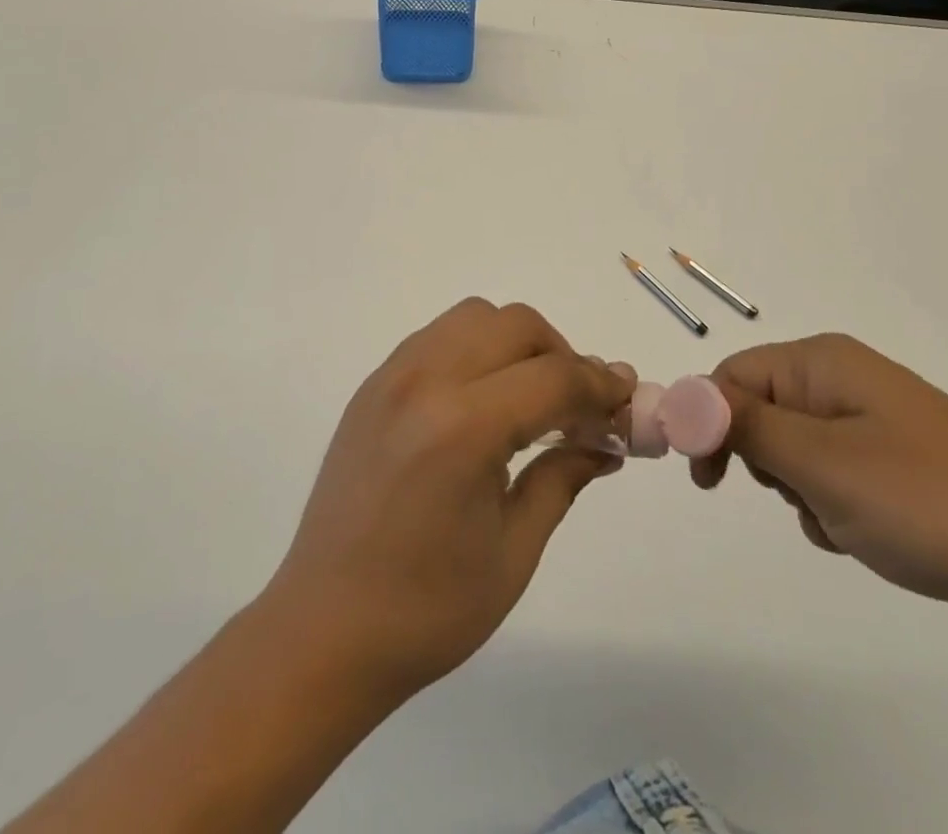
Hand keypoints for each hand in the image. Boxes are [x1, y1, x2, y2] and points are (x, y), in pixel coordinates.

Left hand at [266, 299, 634, 700]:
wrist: (322, 631)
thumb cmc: (426, 609)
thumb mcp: (514, 551)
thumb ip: (564, 478)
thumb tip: (606, 442)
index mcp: (463, 428)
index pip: (554, 376)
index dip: (601, 386)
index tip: (625, 403)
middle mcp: (425, 381)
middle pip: (517, 325)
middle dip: (561, 356)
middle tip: (577, 407)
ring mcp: (392, 376)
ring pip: (475, 317)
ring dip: (516, 343)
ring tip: (529, 398)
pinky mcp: (373, 386)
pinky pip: (438, 337)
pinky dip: (475, 349)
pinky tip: (481, 401)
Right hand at [694, 335, 947, 646]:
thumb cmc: (927, 502)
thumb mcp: (821, 463)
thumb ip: (743, 425)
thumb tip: (678, 396)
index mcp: (824, 363)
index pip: (733, 374)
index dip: (707, 419)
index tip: (705, 478)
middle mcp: (844, 381)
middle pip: (760, 411)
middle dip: (764, 462)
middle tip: (798, 496)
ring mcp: (872, 424)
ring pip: (793, 453)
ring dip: (801, 493)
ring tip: (846, 522)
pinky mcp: (894, 467)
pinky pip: (831, 479)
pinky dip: (833, 510)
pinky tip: (869, 538)